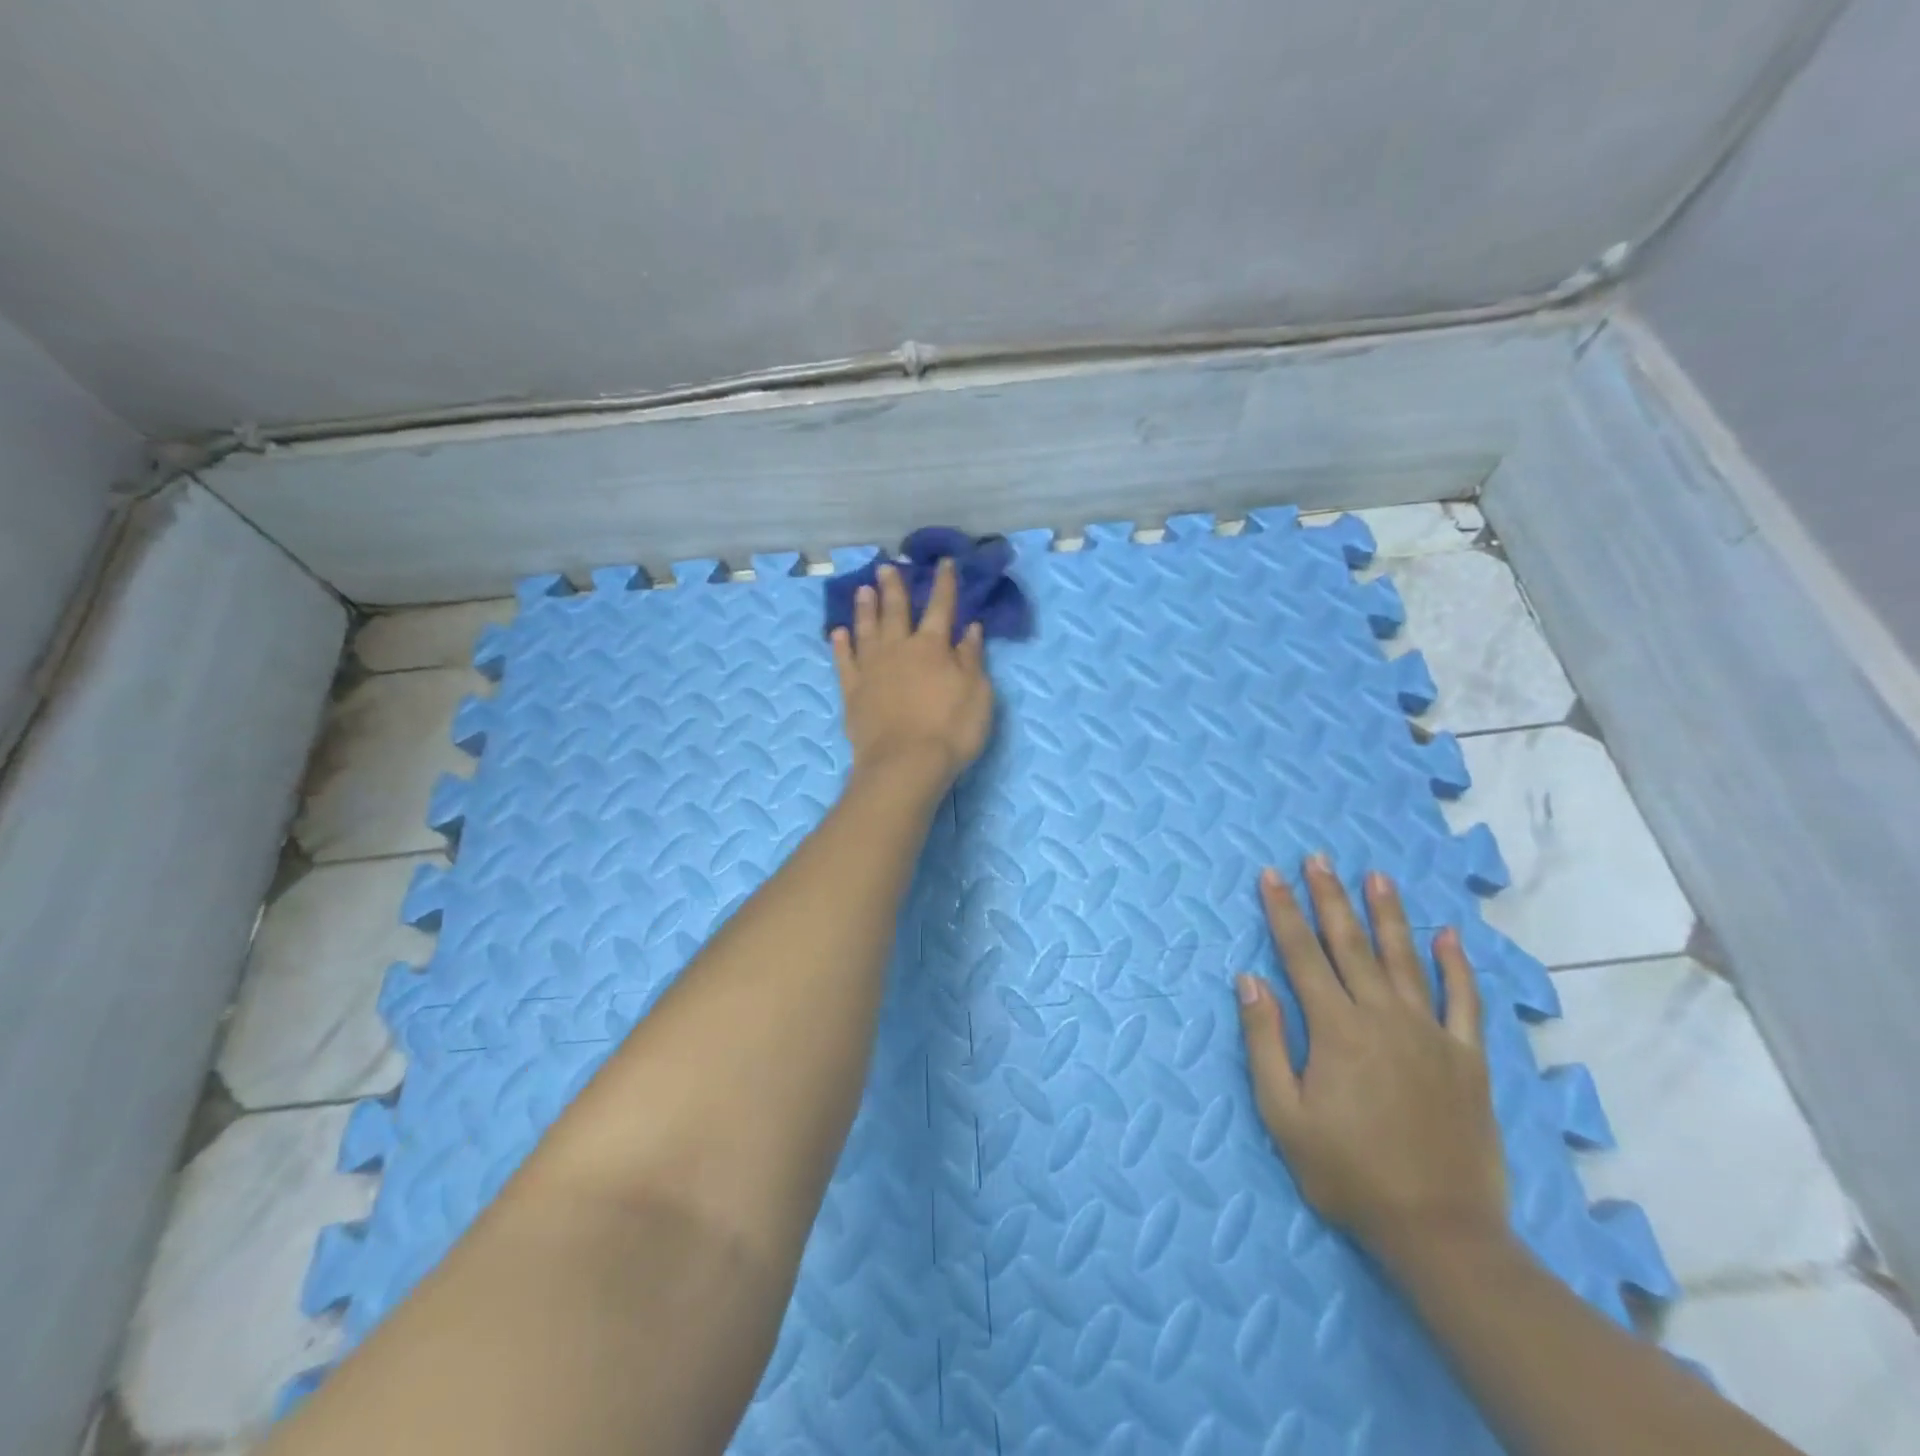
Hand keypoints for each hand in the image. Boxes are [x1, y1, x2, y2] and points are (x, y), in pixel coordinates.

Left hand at [831, 558, 993, 790]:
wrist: (905, 764)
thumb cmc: (951, 730)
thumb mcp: (978, 694)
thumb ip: (972, 658)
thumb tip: (971, 628)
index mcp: (933, 647)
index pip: (941, 607)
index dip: (944, 584)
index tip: (945, 563)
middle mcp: (899, 648)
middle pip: (895, 611)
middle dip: (893, 587)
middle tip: (886, 566)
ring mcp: (872, 668)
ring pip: (866, 629)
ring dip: (865, 607)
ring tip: (862, 589)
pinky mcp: (852, 691)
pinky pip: (844, 660)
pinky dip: (841, 644)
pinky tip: (838, 632)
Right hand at [1235, 857, 1507, 1262]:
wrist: (1440, 1231)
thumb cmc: (1348, 1173)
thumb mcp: (1284, 1114)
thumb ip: (1265, 1042)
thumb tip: (1250, 980)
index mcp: (1336, 1029)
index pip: (1301, 954)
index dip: (1283, 911)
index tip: (1271, 875)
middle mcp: (1383, 1017)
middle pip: (1351, 945)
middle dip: (1330, 898)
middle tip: (1319, 858)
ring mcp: (1430, 1034)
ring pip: (1405, 960)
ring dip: (1388, 915)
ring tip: (1376, 877)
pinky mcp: (1467, 1059)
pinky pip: (1463, 1002)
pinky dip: (1456, 967)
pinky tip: (1449, 936)